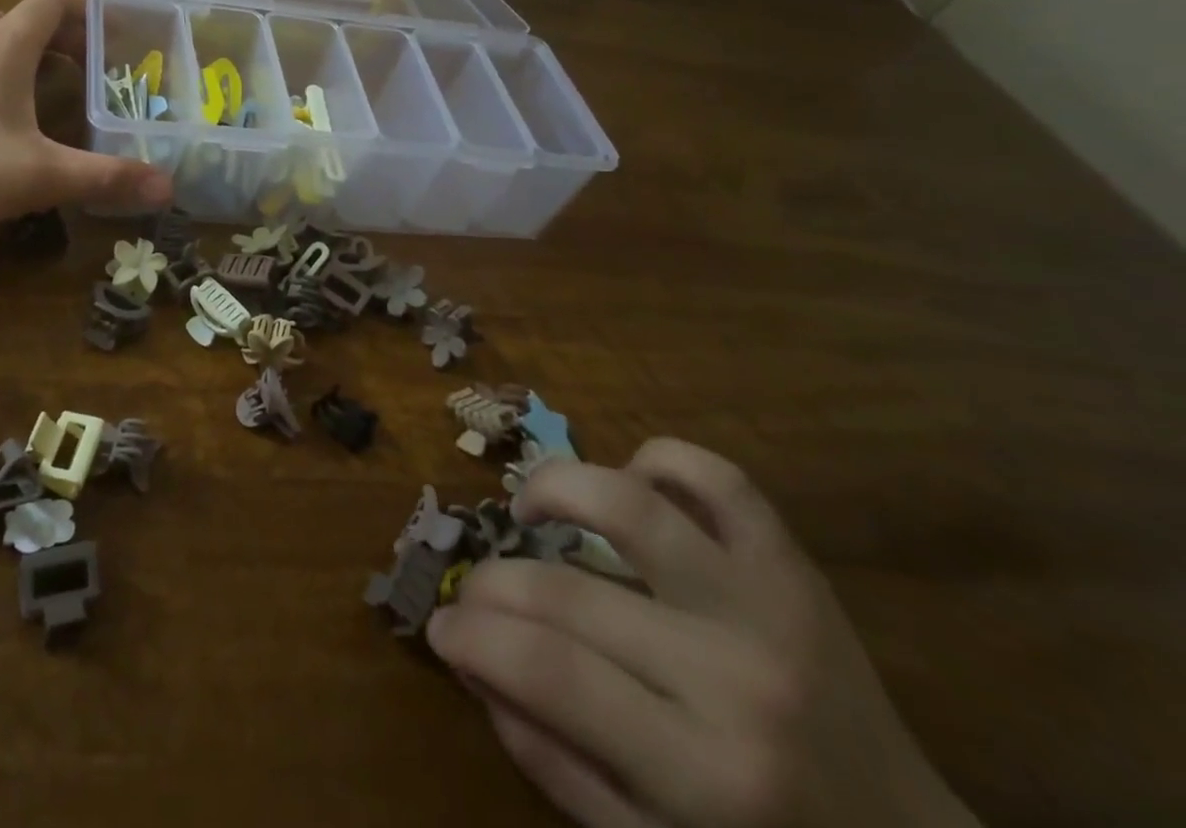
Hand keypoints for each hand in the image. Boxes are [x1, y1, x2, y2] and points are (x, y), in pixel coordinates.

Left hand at [0, 0, 172, 236]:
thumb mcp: (39, 177)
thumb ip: (106, 179)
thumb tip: (168, 187)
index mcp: (2, 52)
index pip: (48, 2)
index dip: (84, 8)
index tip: (113, 30)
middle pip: (12, 14)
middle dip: (50, 30)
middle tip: (76, 62)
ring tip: (19, 62)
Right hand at [426, 440, 978, 827]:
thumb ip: (551, 759)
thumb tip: (472, 661)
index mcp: (704, 775)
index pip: (546, 670)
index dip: (473, 635)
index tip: (442, 626)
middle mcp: (734, 675)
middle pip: (569, 591)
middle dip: (492, 582)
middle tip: (473, 589)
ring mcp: (770, 605)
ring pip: (632, 505)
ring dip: (556, 488)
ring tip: (529, 509)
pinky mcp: (795, 565)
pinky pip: (719, 478)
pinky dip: (659, 462)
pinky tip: (629, 484)